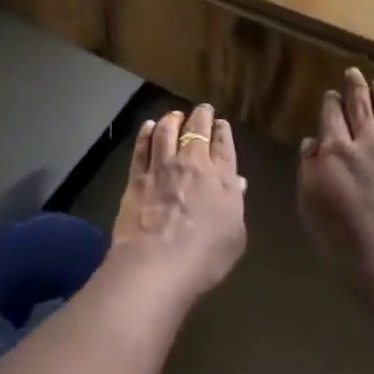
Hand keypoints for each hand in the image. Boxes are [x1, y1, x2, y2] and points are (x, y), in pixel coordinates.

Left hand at [110, 105, 247, 297]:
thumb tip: (236, 182)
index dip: (222, 131)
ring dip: (172, 119)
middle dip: (201, 116)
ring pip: (167, 131)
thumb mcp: (234, 237)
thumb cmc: (204, 258)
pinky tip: (149, 127)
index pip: (223, 144)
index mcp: (221, 178)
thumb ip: (235, 204)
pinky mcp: (137, 175)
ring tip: (174, 115)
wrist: (156, 264)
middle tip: (202, 109)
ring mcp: (162, 166)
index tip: (220, 124)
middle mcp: (192, 163)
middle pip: (197, 130)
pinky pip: (142, 146)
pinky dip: (146, 133)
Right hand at [297, 69, 373, 280]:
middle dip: (354, 89)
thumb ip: (308, 168)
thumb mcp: (309, 204)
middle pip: (358, 109)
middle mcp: (362, 146)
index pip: (330, 116)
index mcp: (332, 151)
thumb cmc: (340, 238)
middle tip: (354, 73)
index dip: (330, 103)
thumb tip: (312, 143)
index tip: (329, 94)